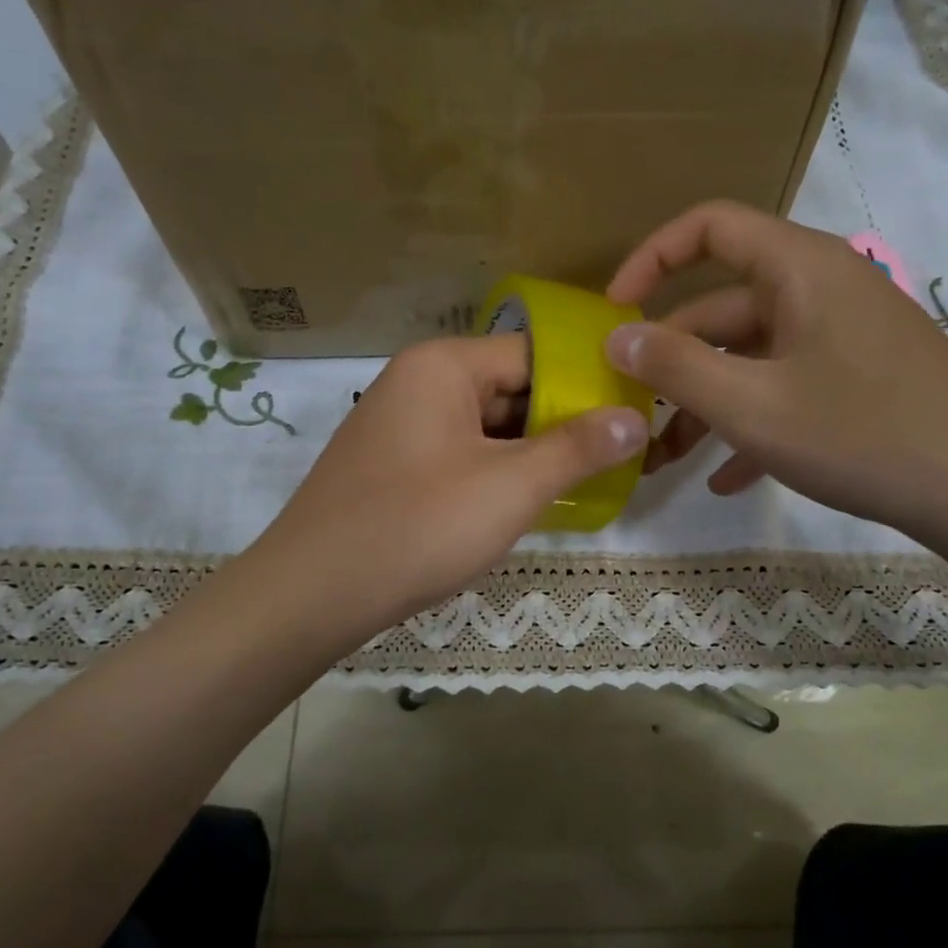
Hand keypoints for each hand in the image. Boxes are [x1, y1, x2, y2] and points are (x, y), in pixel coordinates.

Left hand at [248, 336, 647, 650]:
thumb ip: (577, 448)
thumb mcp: (510, 486)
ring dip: (532, 454)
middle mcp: (418, 382)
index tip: (635, 414)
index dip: (589, 383)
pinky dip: (497, 473)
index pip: (535, 354)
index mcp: (443, 366)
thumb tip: (634, 417)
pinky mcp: (394, 465)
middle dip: (564, 424)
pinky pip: (461, 455)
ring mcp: (401, 425)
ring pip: (487, 427)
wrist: (311, 594)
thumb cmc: (418, 527)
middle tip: (622, 456)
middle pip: (511, 389)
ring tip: (588, 482)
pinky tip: (529, 503)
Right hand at [604, 201, 947, 554]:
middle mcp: (822, 289)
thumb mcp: (753, 406)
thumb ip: (675, 367)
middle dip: (672, 361)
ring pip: (752, 356)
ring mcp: (844, 335)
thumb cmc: (862, 435)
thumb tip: (615, 337)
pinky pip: (788, 387)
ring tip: (665, 459)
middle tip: (631, 412)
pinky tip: (726, 478)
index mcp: (800, 269)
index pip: (710, 227)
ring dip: (706, 403)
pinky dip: (752, 423)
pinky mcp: (861, 378)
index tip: (613, 310)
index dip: (652, 258)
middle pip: (724, 307)